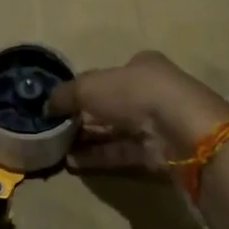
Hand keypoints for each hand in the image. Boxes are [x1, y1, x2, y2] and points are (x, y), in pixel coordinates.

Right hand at [47, 50, 228, 176]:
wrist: (182, 131)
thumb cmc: (135, 93)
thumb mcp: (90, 86)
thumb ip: (65, 94)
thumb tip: (46, 105)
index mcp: (142, 65)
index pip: (108, 75)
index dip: (84, 87)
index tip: (61, 103)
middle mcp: (151, 91)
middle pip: (111, 104)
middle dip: (83, 116)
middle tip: (55, 128)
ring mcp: (157, 123)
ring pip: (116, 130)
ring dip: (88, 138)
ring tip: (58, 149)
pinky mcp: (159, 152)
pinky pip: (122, 152)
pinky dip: (98, 156)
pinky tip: (73, 163)